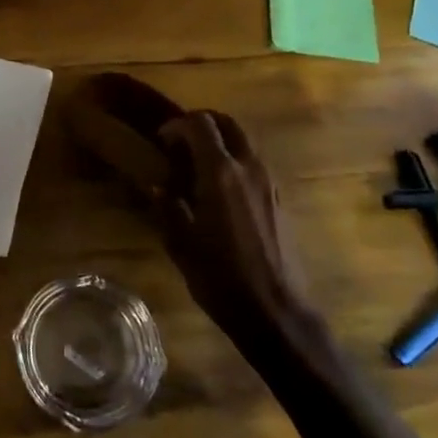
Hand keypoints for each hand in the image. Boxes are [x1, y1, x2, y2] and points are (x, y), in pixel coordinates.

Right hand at [159, 111, 316, 342]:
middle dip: (203, 124)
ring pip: (245, 142)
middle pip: (228, 124)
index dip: (178, 124)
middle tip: (182, 143)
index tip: (162, 140)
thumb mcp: (181, 244)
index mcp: (221, 173)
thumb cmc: (221, 278)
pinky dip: (236, 162)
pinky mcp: (280, 200)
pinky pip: (255, 164)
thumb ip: (167, 207)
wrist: (276, 313)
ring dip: (221, 142)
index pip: (200, 124)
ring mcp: (270, 183)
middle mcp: (249, 168)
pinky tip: (221, 191)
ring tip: (200, 166)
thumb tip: (157, 187)